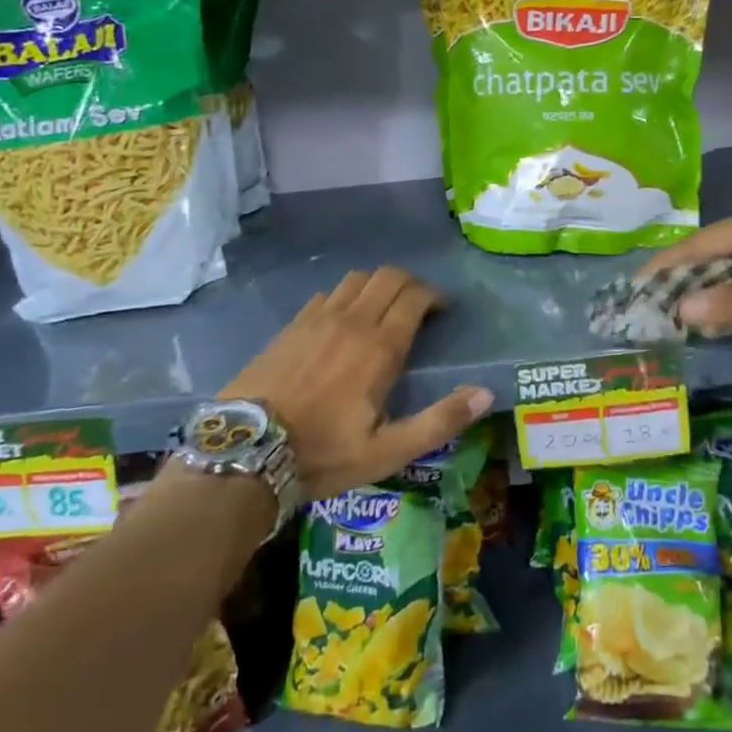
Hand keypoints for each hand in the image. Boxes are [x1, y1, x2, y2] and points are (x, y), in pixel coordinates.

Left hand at [216, 267, 493, 498]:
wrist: (244, 452)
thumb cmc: (323, 453)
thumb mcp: (388, 451)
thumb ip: (440, 420)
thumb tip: (486, 393)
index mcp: (380, 346)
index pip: (415, 297)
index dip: (434, 297)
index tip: (443, 312)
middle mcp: (351, 321)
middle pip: (388, 277)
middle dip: (411, 283)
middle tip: (419, 306)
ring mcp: (317, 319)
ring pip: (356, 279)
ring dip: (378, 285)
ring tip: (384, 309)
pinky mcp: (291, 326)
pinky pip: (326, 293)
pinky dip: (345, 296)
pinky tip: (343, 320)